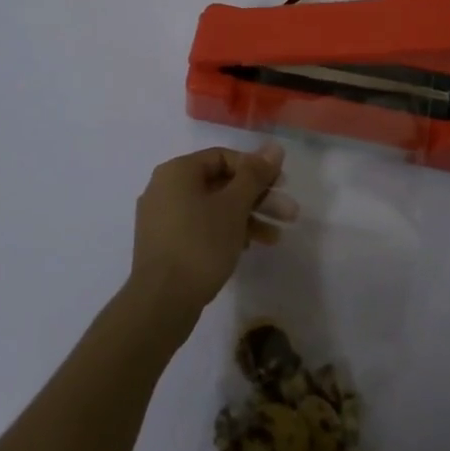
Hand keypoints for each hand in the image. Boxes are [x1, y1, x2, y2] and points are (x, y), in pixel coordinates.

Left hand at [128, 143, 295, 323]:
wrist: (160, 303)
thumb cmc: (200, 245)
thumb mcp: (233, 206)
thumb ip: (255, 175)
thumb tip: (275, 147)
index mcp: (177, 171)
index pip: (224, 157)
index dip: (256, 169)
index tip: (281, 185)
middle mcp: (165, 188)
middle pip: (220, 184)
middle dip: (258, 198)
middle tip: (289, 214)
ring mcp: (162, 218)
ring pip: (213, 208)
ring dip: (247, 218)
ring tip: (276, 238)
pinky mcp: (165, 245)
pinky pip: (201, 227)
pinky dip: (226, 232)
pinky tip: (249, 248)